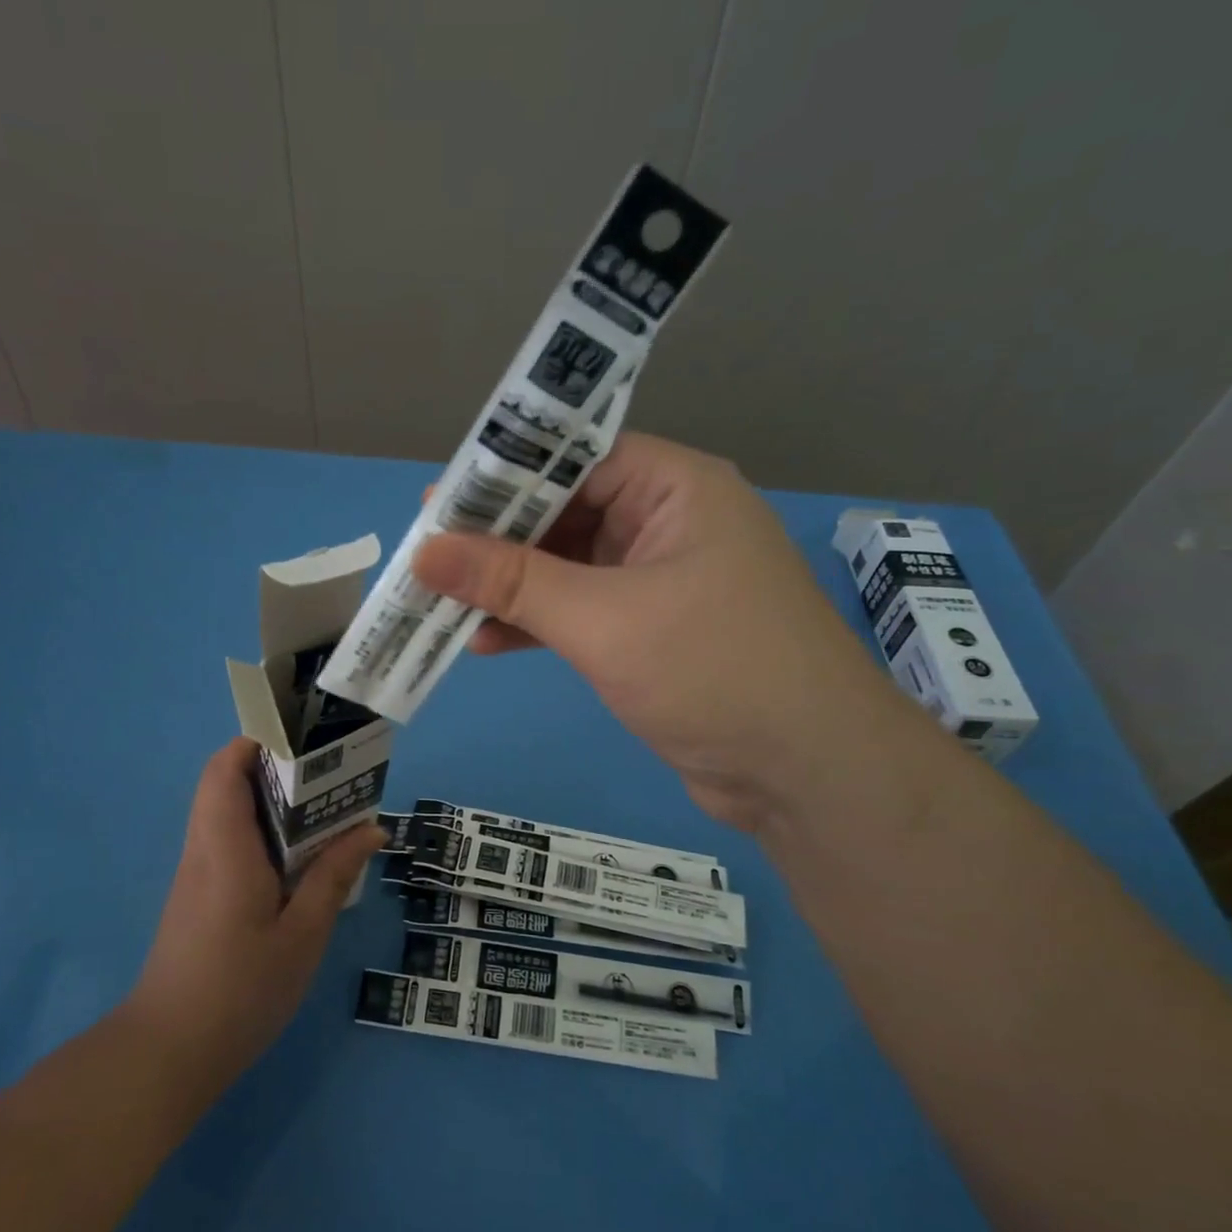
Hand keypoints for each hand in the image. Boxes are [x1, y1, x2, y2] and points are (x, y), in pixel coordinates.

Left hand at [128, 739, 385, 1101]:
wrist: (168, 1054)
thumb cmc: (239, 990)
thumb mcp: (302, 935)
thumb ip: (334, 876)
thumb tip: (371, 828)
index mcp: (225, 848)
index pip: (224, 769)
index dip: (256, 741)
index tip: (302, 739)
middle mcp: (204, 850)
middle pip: (226, 784)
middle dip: (274, 767)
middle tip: (328, 774)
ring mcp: (197, 875)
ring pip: (227, 813)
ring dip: (270, 802)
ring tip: (325, 811)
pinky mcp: (198, 898)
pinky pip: (229, 843)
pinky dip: (263, 833)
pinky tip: (300, 860)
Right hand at [412, 432, 910, 831]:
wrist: (806, 774)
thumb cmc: (713, 670)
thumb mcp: (602, 619)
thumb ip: (512, 581)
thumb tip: (425, 551)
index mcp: (675, 488)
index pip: (574, 458)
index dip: (502, 476)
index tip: (437, 502)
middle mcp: (669, 522)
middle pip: (566, 512)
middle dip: (497, 539)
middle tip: (427, 556)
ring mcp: (661, 580)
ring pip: (568, 567)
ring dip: (509, 587)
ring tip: (440, 601)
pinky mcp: (651, 632)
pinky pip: (580, 612)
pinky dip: (536, 624)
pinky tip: (485, 641)